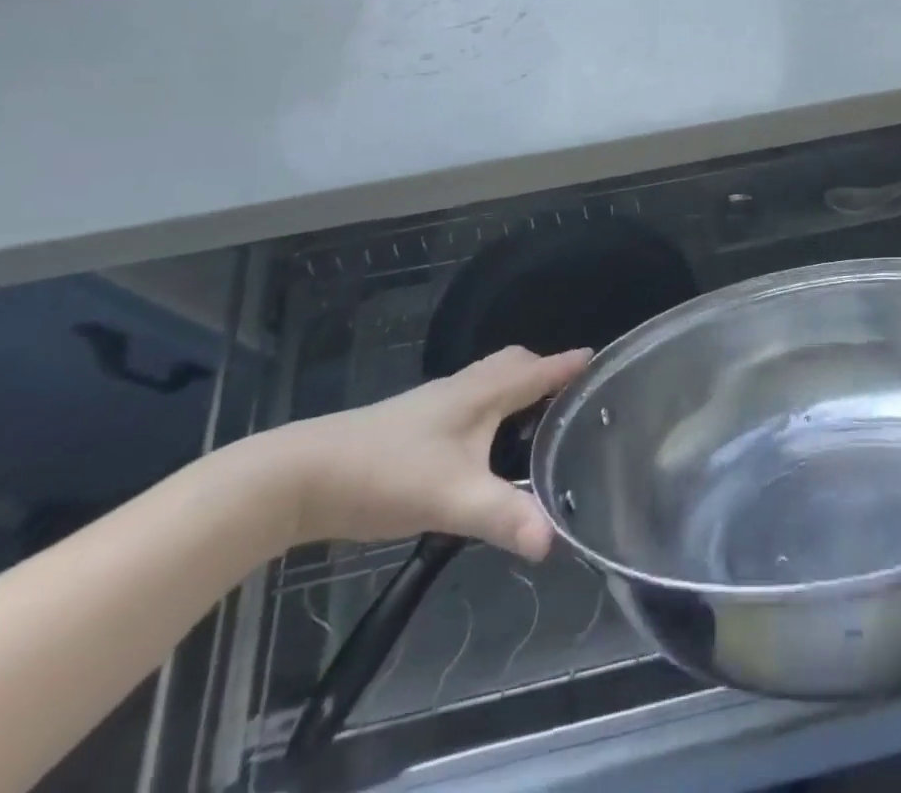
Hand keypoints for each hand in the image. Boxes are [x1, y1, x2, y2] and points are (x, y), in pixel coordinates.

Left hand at [257, 346, 591, 557]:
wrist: (301, 476)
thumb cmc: (386, 473)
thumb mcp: (451, 499)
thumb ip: (503, 517)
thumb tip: (553, 542)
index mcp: (481, 393)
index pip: (536, 370)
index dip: (568, 365)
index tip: (599, 358)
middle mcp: (461, 388)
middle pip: (512, 364)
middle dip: (543, 371)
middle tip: (569, 395)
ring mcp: (434, 404)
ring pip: (487, 381)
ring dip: (516, 387)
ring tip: (535, 417)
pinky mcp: (414, 424)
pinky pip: (469, 401)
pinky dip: (491, 407)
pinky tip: (483, 443)